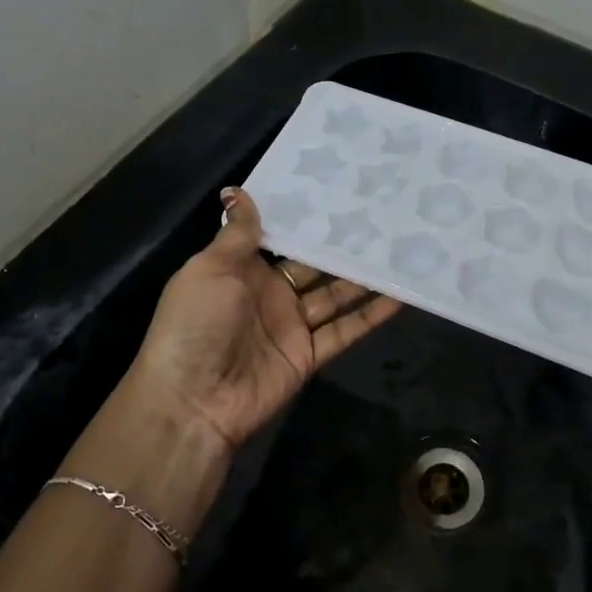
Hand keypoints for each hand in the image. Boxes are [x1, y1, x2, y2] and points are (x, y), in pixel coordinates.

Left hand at [126, 188, 403, 453]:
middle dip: (342, 245)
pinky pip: (344, 331)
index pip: (281, 238)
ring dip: (363, 277)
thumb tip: (237, 189)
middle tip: (381, 216)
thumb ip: (236, 234)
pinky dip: (371, 315)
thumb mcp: (209, 269)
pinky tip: (399, 294)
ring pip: (335, 295)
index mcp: (241, 269)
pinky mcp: (309, 355)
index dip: (306, 219)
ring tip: (399, 248)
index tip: (338, 192)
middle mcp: (270, 294)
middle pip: (313, 266)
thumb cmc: (195, 324)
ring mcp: (291, 326)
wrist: (192, 401)